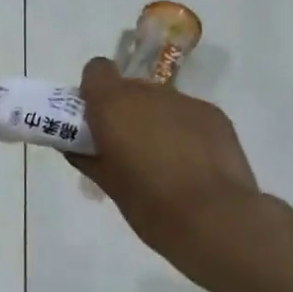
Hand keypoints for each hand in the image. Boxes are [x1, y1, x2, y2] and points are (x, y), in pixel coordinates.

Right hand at [69, 57, 271, 287]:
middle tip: (128, 148)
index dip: (94, 90)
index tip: (95, 119)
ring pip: (160, 103)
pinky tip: (193, 165)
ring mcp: (185, 102)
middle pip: (129, 88)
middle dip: (125, 111)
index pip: (97, 70)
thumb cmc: (150, 206)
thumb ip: (88, 157)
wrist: (216, 221)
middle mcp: (149, 93)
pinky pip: (188, 115)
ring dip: (155, 122)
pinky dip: (183, 131)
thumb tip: (75, 147)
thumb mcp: (109, 185)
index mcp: (115, 104)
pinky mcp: (214, 115)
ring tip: (165, 161)